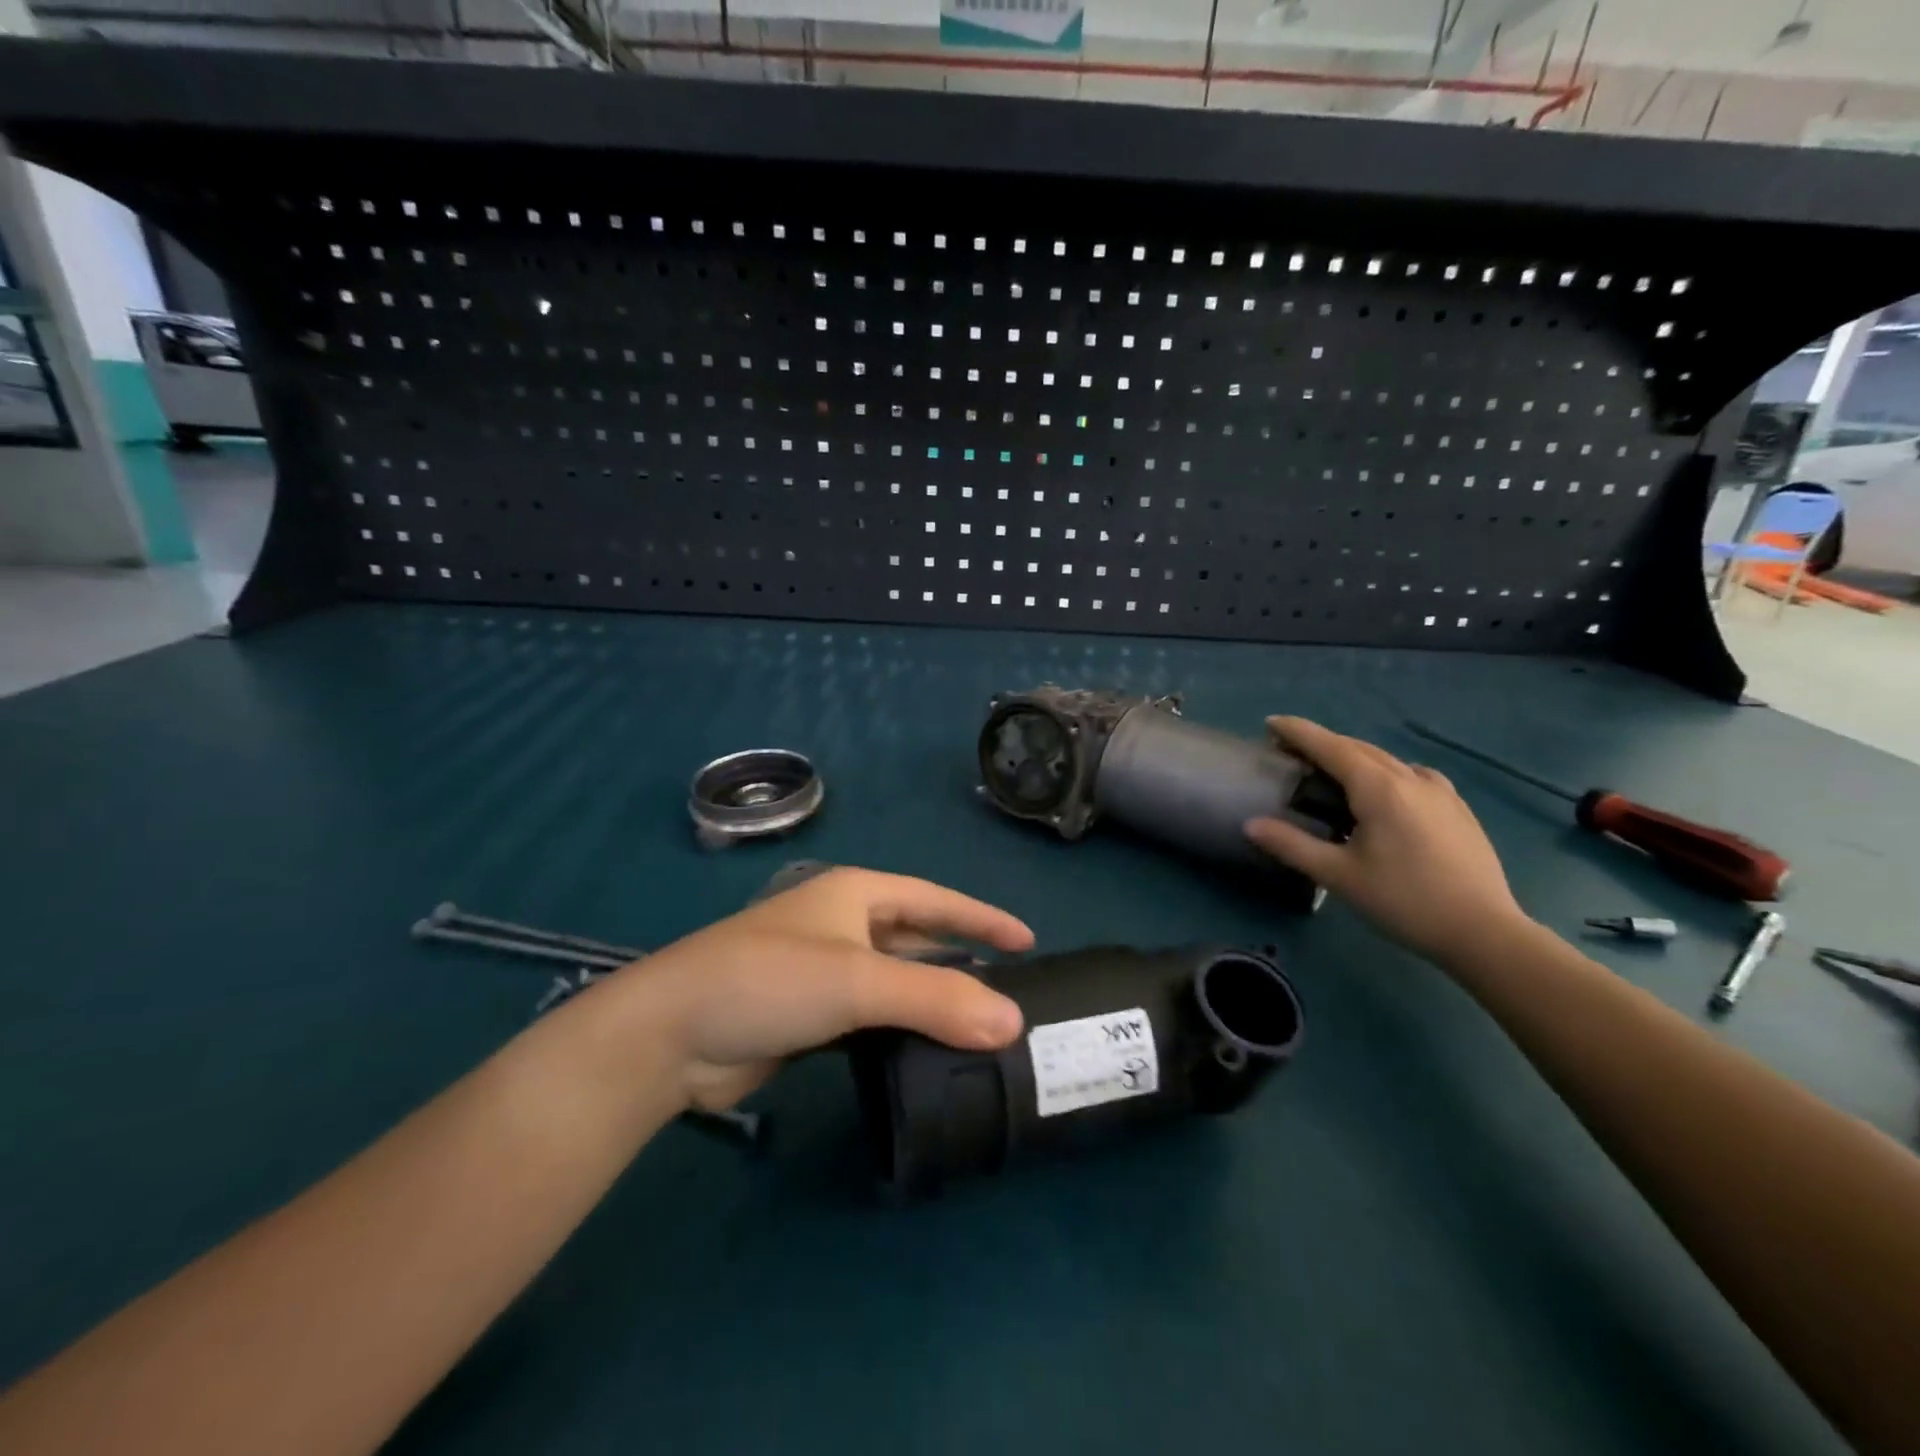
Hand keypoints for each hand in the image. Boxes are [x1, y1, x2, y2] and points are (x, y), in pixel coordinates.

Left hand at [626, 868, 1032, 1110]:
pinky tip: (927, 1051)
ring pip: (894, 981)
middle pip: (917, 939)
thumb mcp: (858, 981)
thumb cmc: (769, 981)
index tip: (1029, 941)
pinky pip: (871, 1016)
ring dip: (932, 999)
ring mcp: (823, 971)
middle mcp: (842, 925)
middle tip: (1011, 992)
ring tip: (981, 1026)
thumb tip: (1014, 1023)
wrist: (670, 1035)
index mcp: (855, 895)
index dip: (982, 918)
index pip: (935, 900)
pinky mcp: (808, 1015)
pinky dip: (901, 1029)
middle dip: (961, 960)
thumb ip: (937, 998)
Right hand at [1244, 717, 1527, 964]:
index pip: (1330, 746)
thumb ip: (1292, 845)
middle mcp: (1410, 778)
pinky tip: (1387, 792)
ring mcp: (1440, 792)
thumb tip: (1250, 824)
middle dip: (1322, 743)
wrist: (1485, 932)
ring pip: (1387, 760)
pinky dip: (1386, 772)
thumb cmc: (1405, 901)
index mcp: (1379, 788)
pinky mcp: (1457, 809)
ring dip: (1353, 756)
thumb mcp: (1339, 876)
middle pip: (1358, 748)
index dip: (1298, 732)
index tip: (1270, 723)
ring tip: (1332, 770)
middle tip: (1290, 750)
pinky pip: (1413, 775)